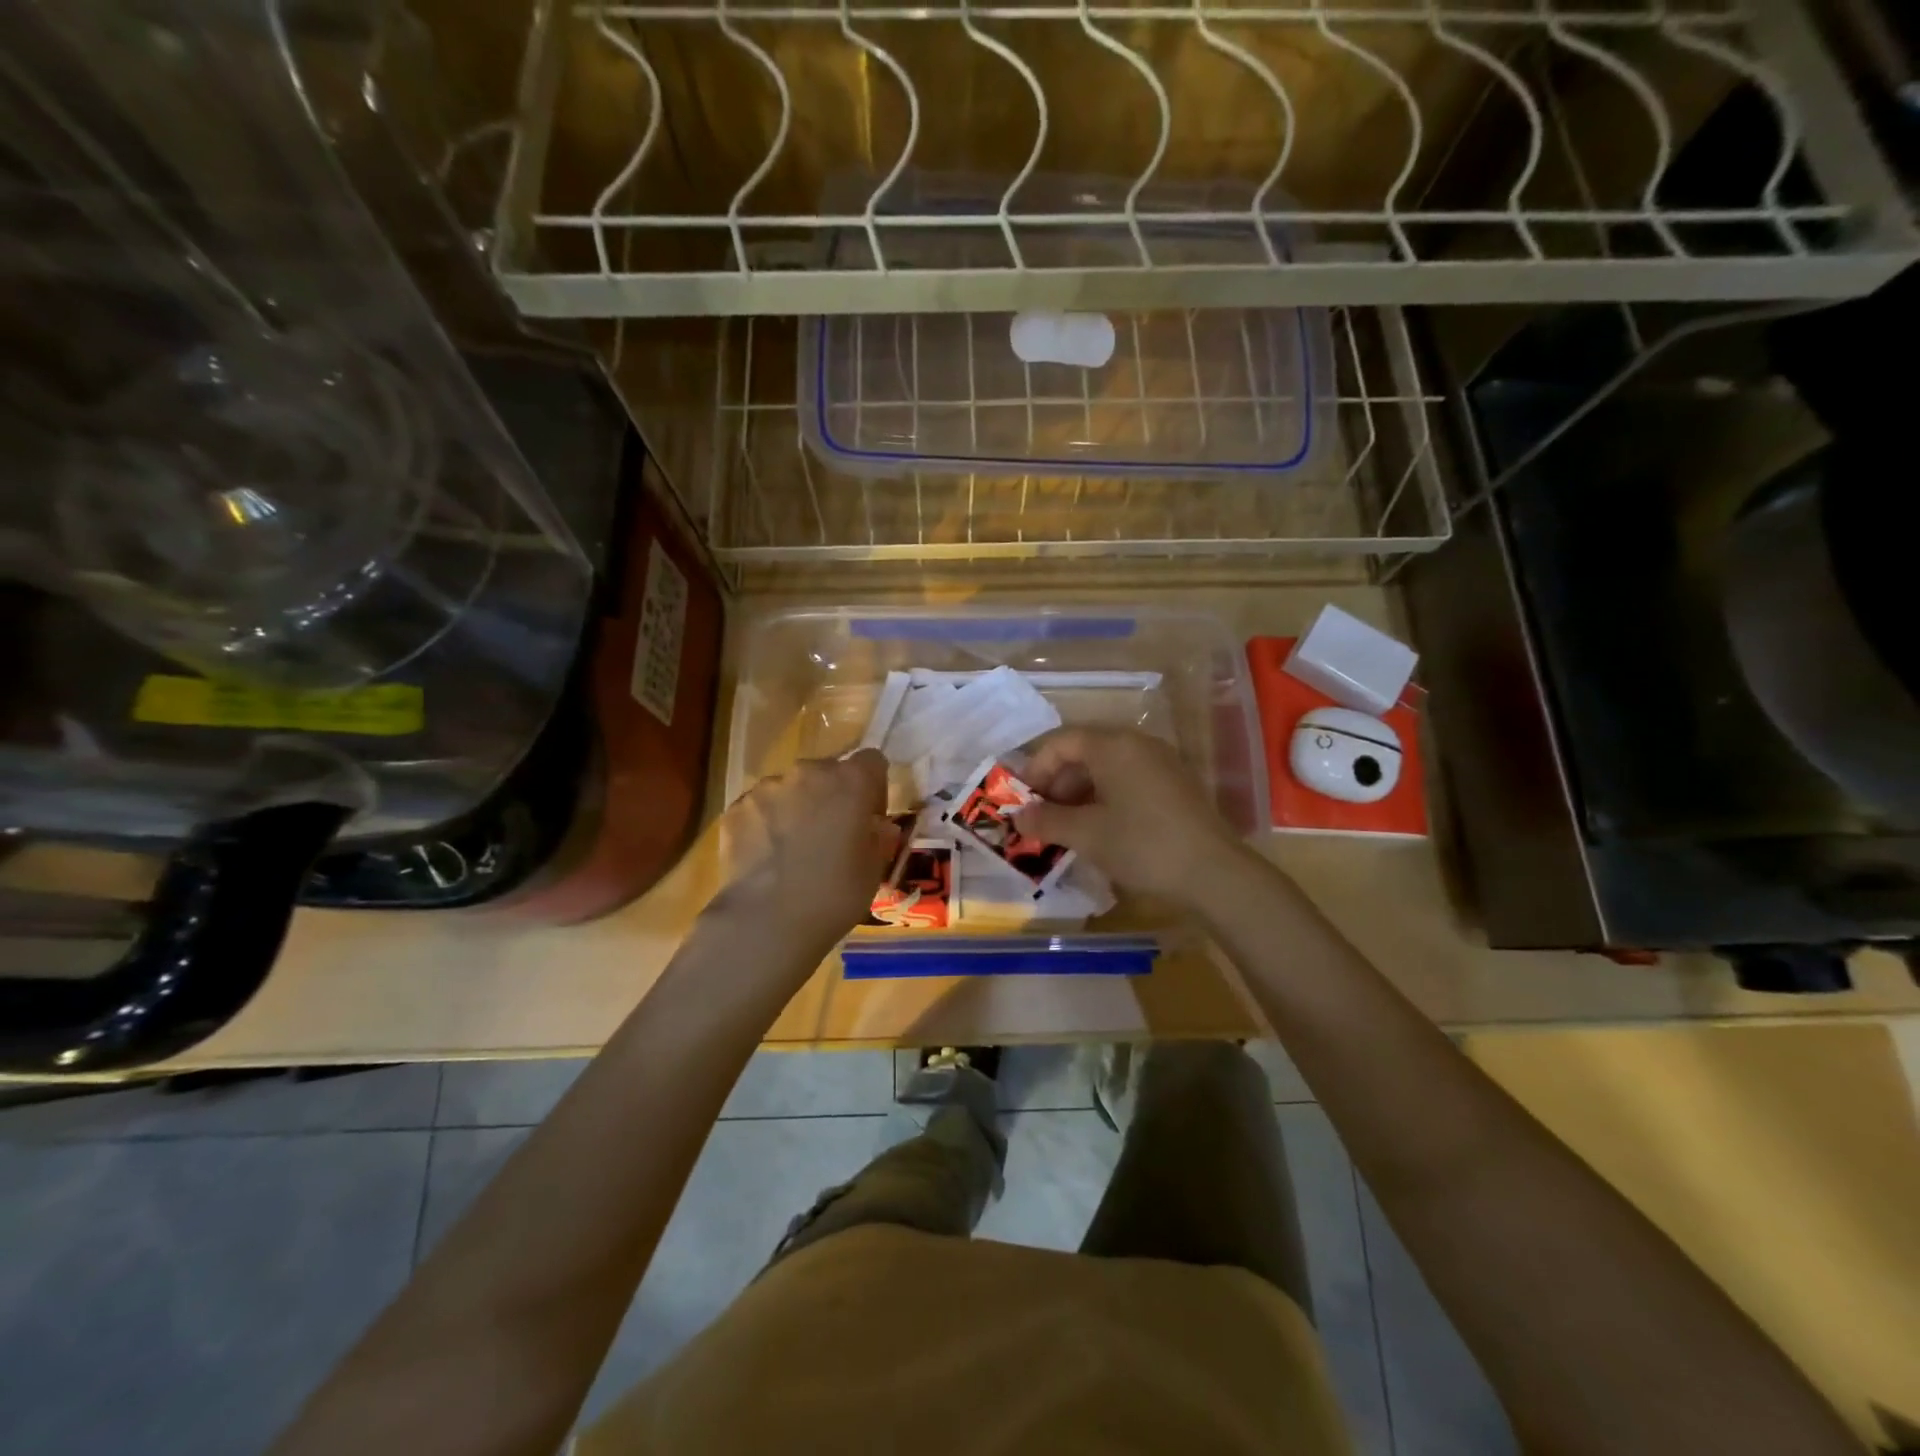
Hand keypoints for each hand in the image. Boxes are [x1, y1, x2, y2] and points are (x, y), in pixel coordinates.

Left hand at [710, 749, 900, 950]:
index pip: (872, 761)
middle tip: (831, 835)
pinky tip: (767, 858)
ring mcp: (768, 787)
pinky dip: (766, 823)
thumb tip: (877, 827)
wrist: (766, 921)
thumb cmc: (834, 895)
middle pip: (828, 772)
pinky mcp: (736, 807)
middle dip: (833, 796)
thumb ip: (878, 838)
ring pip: (791, 788)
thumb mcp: (873, 870)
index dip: (873, 787)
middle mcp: (809, 772)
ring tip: (793, 850)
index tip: (869, 818)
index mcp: (851, 781)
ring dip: (798, 807)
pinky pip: (761, 807)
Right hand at [1016, 728, 1247, 907]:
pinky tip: (1100, 830)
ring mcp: (1161, 763)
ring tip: (1067, 828)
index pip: (1062, 742)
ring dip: (1080, 794)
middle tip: (1042, 818)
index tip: (1023, 801)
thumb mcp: (1086, 834)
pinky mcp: (1175, 785)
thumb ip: (1047, 821)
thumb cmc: (1142, 844)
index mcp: (1113, 746)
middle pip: (1084, 752)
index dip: (1036, 769)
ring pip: (1107, 768)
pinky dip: (1106, 798)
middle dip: (1057, 783)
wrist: (1214, 873)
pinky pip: (1128, 780)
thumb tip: (1018, 818)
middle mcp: (1138, 744)